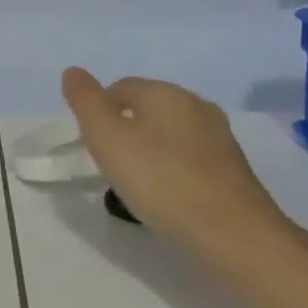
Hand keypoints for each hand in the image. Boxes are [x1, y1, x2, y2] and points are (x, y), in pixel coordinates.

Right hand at [61, 67, 295, 257]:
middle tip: (107, 163)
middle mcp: (196, 106)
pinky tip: (165, 195)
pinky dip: (171, 169)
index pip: (121, 87)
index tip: (89, 143)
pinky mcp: (233, 169)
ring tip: (134, 183)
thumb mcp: (107, 139)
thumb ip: (86, 102)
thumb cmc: (161, 181)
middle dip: (123, 129)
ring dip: (148, 150)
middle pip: (147, 109)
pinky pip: (189, 158)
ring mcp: (219, 138)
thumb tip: (73, 71)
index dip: (98, 111)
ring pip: (169, 134)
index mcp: (165, 93)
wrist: (234, 236)